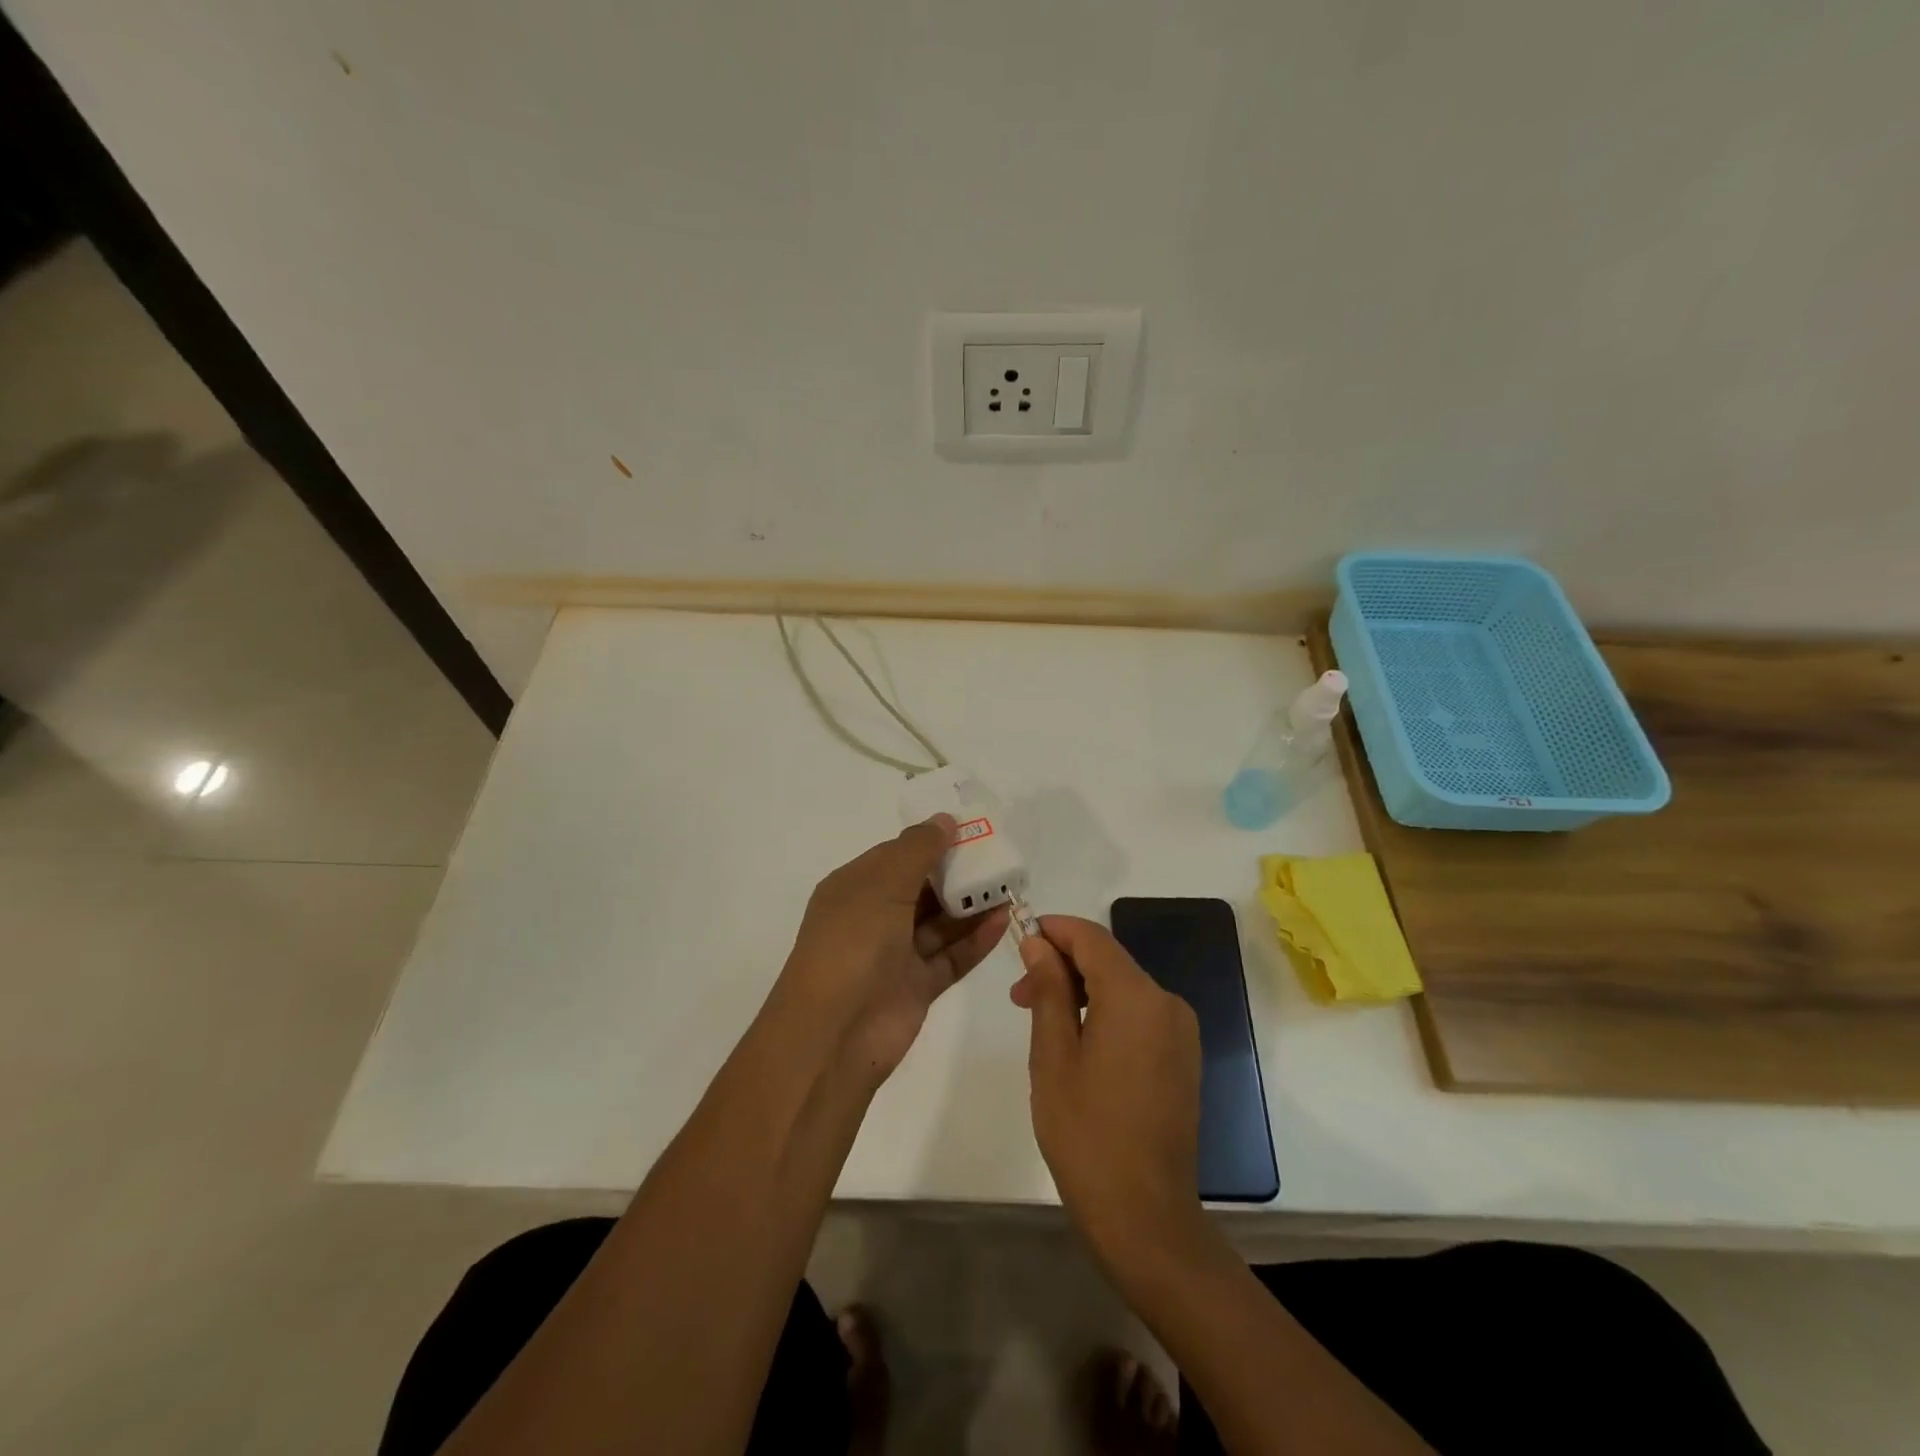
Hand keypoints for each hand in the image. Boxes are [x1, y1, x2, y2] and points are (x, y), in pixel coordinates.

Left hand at [773, 814, 1009, 1086]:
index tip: (971, 830)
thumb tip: (945, 819)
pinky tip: (1003, 921)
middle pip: (922, 888)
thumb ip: (917, 849)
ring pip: (940, 922)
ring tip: (1010, 886)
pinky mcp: (917, 986)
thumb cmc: (853, 942)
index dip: (932, 841)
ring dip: (971, 905)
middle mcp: (873, 917)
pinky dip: (975, 940)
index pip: (897, 855)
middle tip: (1000, 858)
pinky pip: (951, 956)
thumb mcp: (882, 884)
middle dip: (957, 873)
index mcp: (855, 887)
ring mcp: (896, 954)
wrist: (834, 1033)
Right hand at [1012, 916, 1206, 1268]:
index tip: (1020, 940)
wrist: (1146, 1216)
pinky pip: (1140, 1015)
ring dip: (1082, 991)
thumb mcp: (1053, 1055)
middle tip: (1019, 996)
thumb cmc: (1086, 1133)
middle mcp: (1166, 1002)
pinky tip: (1079, 1044)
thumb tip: (1038, 943)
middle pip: (1108, 961)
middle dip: (1063, 966)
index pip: (1091, 937)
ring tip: (1043, 1023)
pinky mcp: (1184, 1057)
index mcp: (1135, 996)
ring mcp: (1181, 1031)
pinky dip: (1107, 1013)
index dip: (1054, 930)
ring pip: (1123, 988)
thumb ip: (1048, 989)